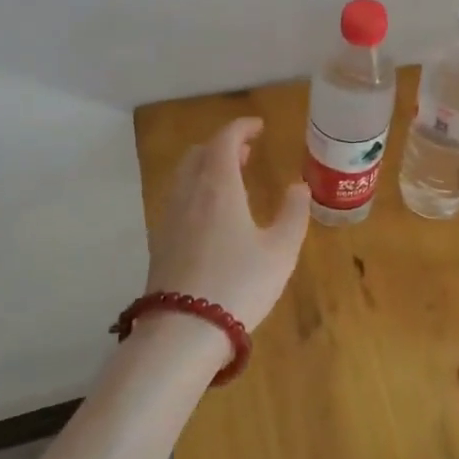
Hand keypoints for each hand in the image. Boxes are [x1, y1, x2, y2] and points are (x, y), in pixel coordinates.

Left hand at [146, 118, 310, 335]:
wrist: (183, 332)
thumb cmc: (240, 285)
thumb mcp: (281, 251)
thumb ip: (293, 214)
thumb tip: (298, 187)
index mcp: (219, 186)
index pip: (225, 140)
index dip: (241, 128)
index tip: (259, 127)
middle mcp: (189, 193)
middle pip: (200, 153)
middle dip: (223, 145)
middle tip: (247, 153)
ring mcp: (169, 217)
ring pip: (185, 175)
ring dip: (207, 167)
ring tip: (231, 180)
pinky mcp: (160, 241)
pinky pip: (177, 198)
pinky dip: (196, 189)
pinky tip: (211, 214)